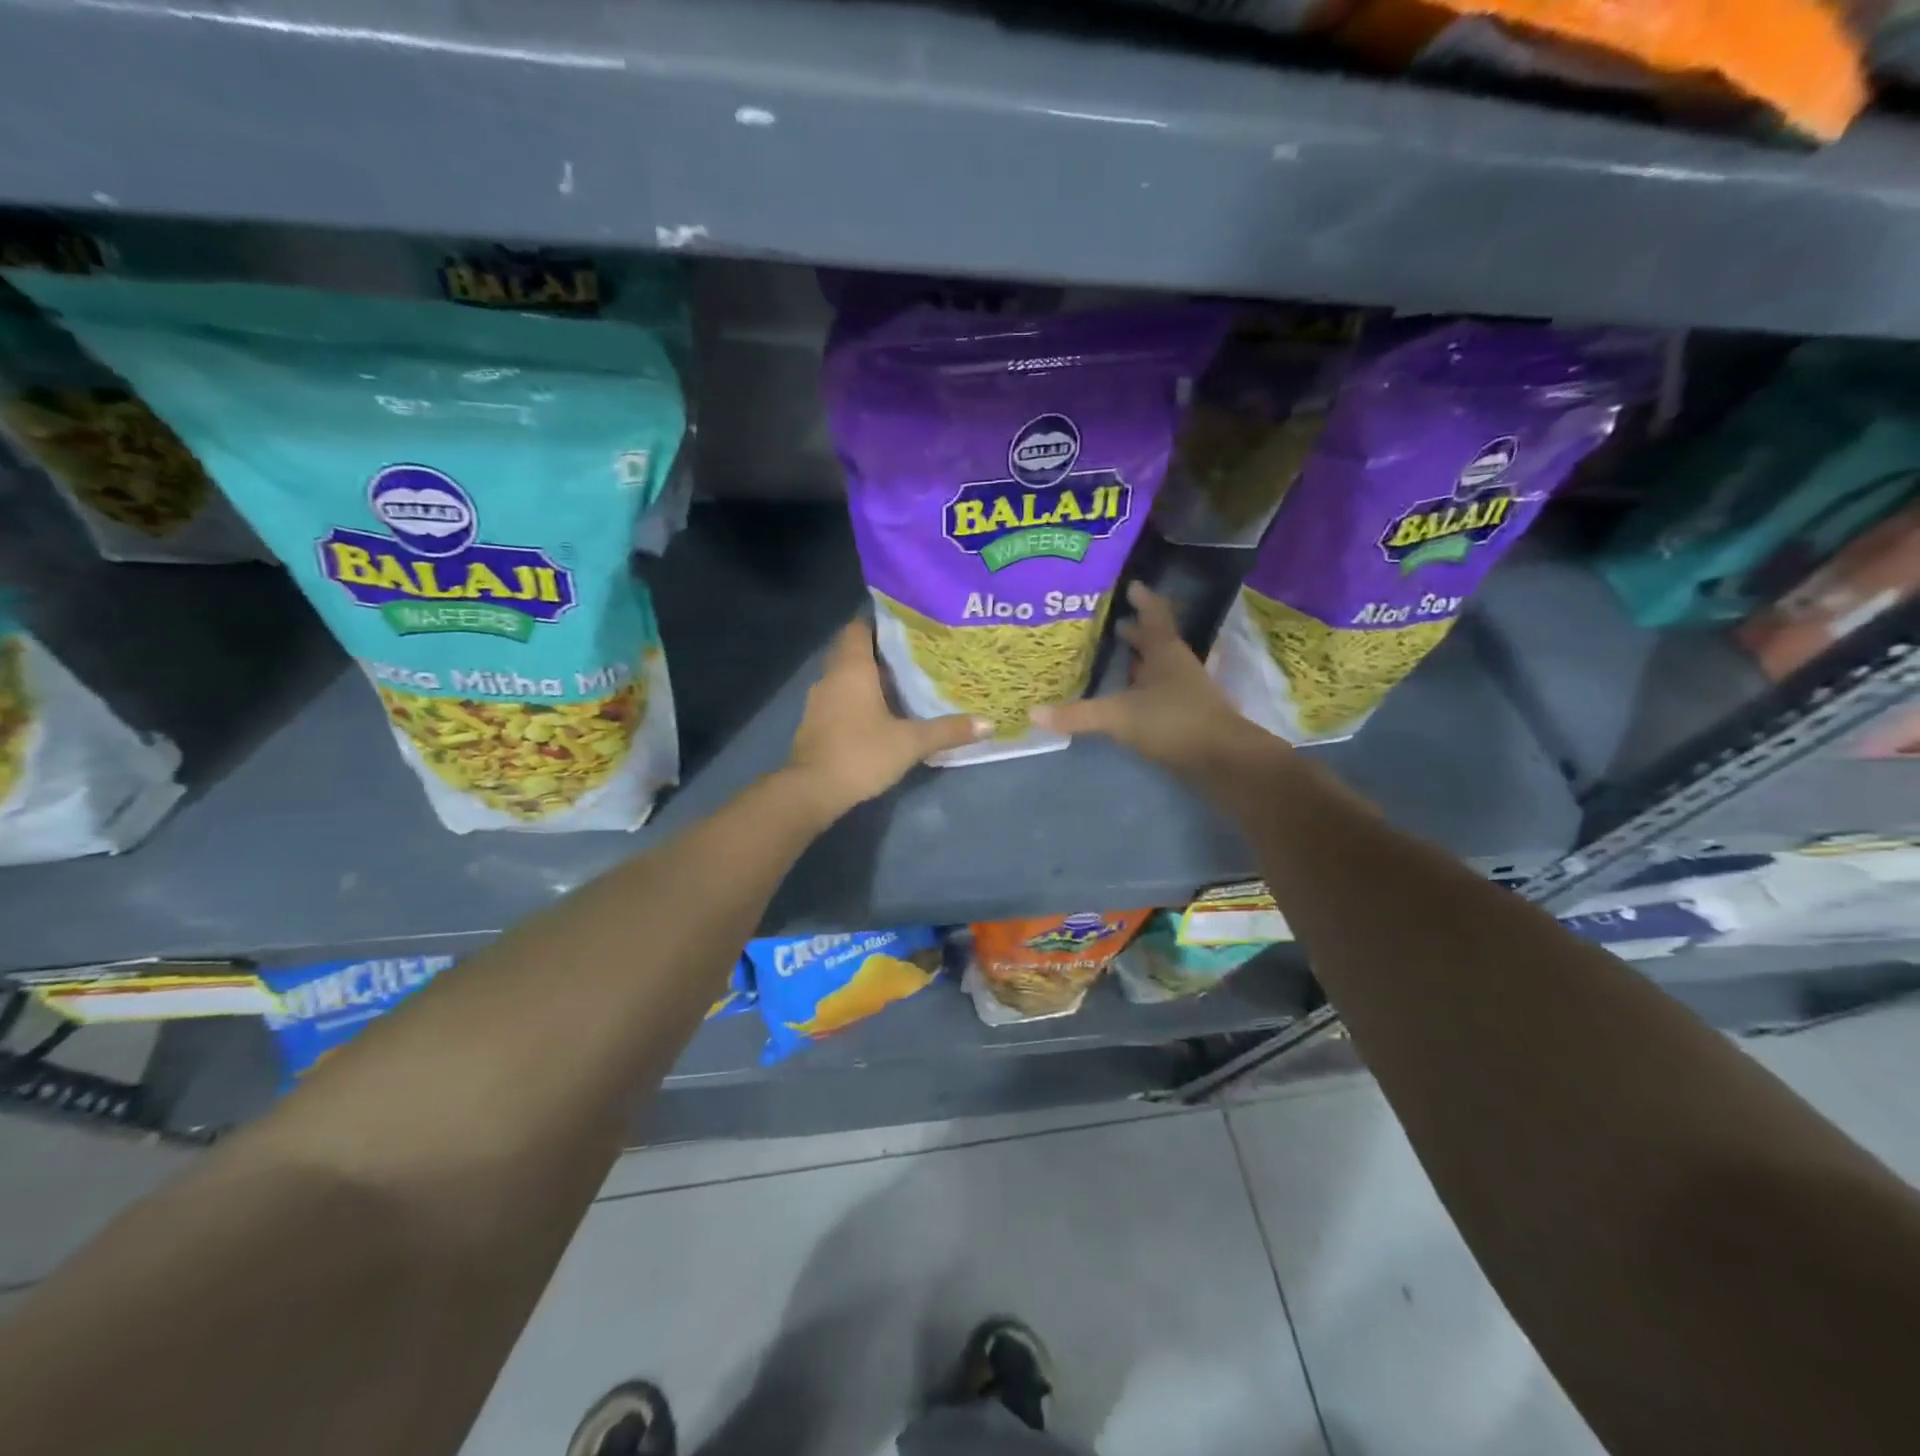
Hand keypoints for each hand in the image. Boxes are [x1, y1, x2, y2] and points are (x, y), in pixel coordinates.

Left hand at [784, 616, 988, 817]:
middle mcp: (831, 677)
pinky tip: (878, 713)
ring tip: (901, 683)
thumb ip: (948, 730)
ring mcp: (818, 701)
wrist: (813, 790)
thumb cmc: (862, 753)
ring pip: (844, 677)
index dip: (879, 623)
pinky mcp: (814, 724)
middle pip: (852, 651)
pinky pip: (838, 699)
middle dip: (878, 651)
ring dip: (867, 678)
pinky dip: (856, 700)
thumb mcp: (911, 742)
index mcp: (851, 668)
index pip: (858, 628)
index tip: (906, 626)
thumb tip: (988, 723)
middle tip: (912, 655)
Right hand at [1034, 581, 1280, 781]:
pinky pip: (1159, 691)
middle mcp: (1177, 665)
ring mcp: (1185, 690)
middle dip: (1136, 630)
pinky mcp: (1185, 714)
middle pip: (1156, 640)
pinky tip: (1129, 696)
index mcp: (1165, 652)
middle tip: (1112, 621)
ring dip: (1140, 659)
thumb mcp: (1119, 716)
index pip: (1154, 615)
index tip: (1130, 585)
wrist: (1222, 759)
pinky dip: (1143, 687)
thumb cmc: (1173, 721)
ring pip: (1159, 666)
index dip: (1142, 600)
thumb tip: (1033, 714)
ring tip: (1117, 655)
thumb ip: (1078, 714)